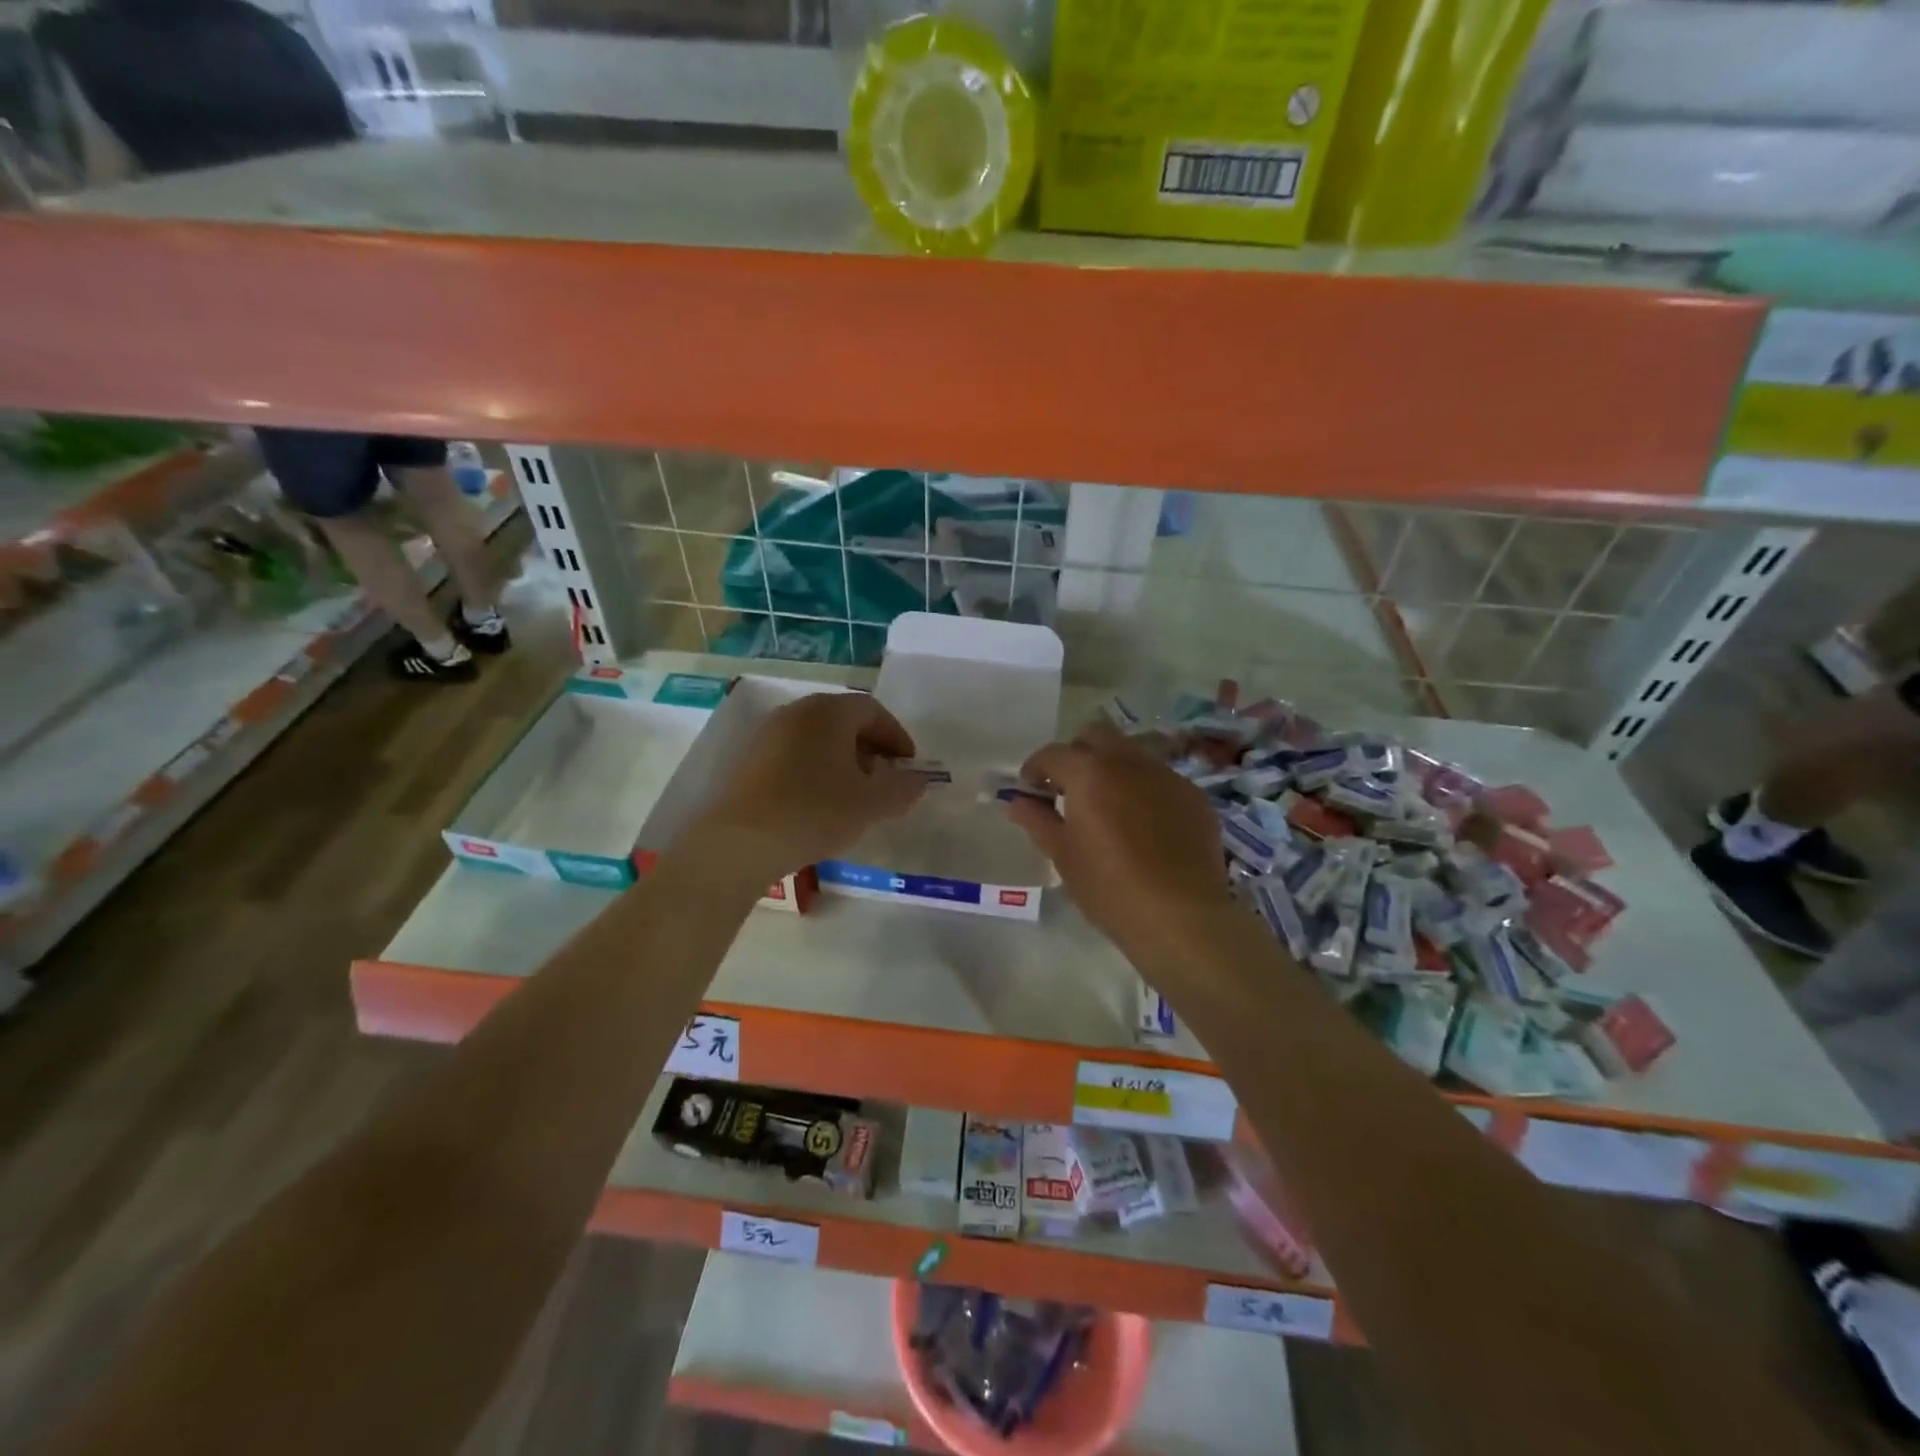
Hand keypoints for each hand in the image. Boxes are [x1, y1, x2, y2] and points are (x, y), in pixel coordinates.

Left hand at [694, 691, 926, 879]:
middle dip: (870, 748)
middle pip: (843, 720)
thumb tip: (919, 780)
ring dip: (843, 760)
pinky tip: (819, 803)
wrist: (740, 841)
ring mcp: (767, 734)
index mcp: (829, 711)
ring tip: (854, 795)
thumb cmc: (814, 812)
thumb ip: (903, 788)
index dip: (896, 736)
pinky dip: (816, 769)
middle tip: (885, 781)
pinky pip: (794, 754)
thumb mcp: (871, 804)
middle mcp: (796, 712)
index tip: (909, 767)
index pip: (873, 710)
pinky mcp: (748, 760)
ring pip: (817, 738)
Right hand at [1004, 722, 1234, 957]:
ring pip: (1131, 754)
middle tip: (1068, 789)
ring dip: (1112, 769)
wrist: (1181, 917)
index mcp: (1090, 772)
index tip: (1031, 791)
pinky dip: (1143, 790)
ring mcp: (1167, 776)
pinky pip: (1160, 779)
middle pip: (1096, 736)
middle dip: (1077, 754)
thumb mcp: (1063, 855)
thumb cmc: (1109, 888)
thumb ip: (1037, 820)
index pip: (1053, 753)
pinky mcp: (1194, 797)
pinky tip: (1143, 826)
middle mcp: (1130, 762)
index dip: (1035, 769)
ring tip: (1107, 807)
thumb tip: (1015, 801)